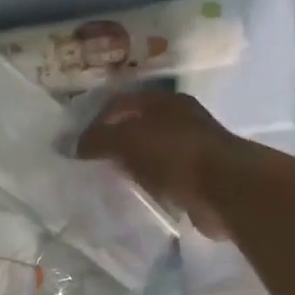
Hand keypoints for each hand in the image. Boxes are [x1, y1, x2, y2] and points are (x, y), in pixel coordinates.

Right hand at [78, 88, 234, 235]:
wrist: (224, 189)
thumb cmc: (175, 154)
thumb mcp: (127, 140)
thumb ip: (97, 140)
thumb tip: (70, 146)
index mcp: (163, 101)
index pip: (120, 102)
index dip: (95, 119)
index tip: (76, 143)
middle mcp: (179, 119)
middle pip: (135, 126)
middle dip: (111, 142)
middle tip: (87, 162)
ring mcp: (190, 148)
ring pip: (149, 152)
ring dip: (129, 164)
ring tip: (104, 180)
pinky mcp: (196, 176)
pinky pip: (162, 176)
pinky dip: (146, 183)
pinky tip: (132, 193)